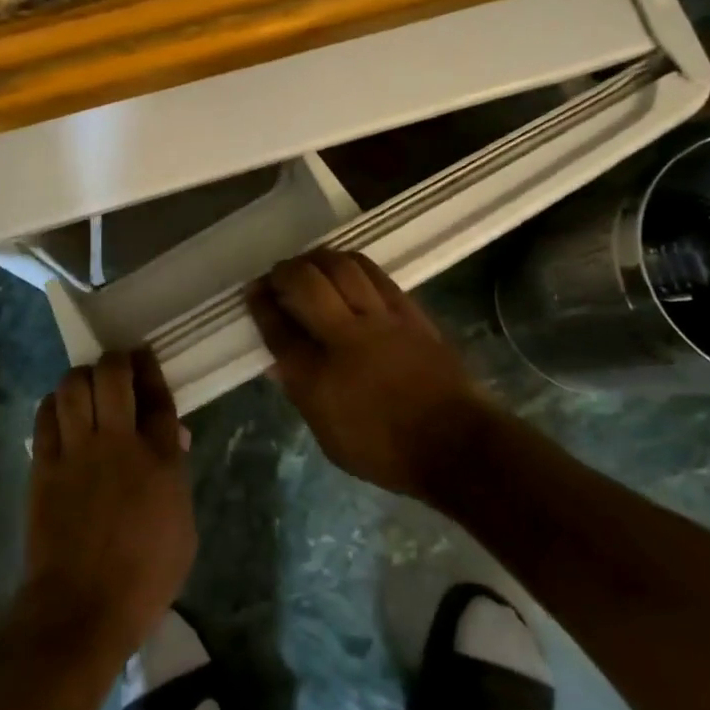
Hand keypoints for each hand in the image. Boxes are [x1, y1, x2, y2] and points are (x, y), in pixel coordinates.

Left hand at [21, 351, 195, 659]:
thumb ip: (176, 477)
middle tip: (116, 366)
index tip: (145, 358)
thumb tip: (171, 440)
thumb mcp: (182, 530)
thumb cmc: (144, 578)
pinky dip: (54, 404)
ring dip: (82, 377)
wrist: (81, 608)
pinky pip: (46, 415)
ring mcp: (77, 451)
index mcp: (160, 459)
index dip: (151, 369)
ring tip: (86, 385)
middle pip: (113, 376)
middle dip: (116, 360)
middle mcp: (119, 443)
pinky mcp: (45, 464)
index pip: (158, 397)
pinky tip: (60, 410)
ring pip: (74, 386)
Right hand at [247, 251, 484, 496]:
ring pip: (341, 267)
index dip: (260, 304)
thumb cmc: (386, 450)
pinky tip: (344, 266)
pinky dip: (352, 264)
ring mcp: (380, 320)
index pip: (277, 327)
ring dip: (316, 259)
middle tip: (278, 276)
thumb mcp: (329, 436)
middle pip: (305, 283)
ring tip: (308, 264)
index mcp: (316, 376)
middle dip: (283, 272)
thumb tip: (280, 362)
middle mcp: (344, 338)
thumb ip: (302, 393)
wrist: (456, 445)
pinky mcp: (408, 312)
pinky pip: (374, 274)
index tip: (253, 292)